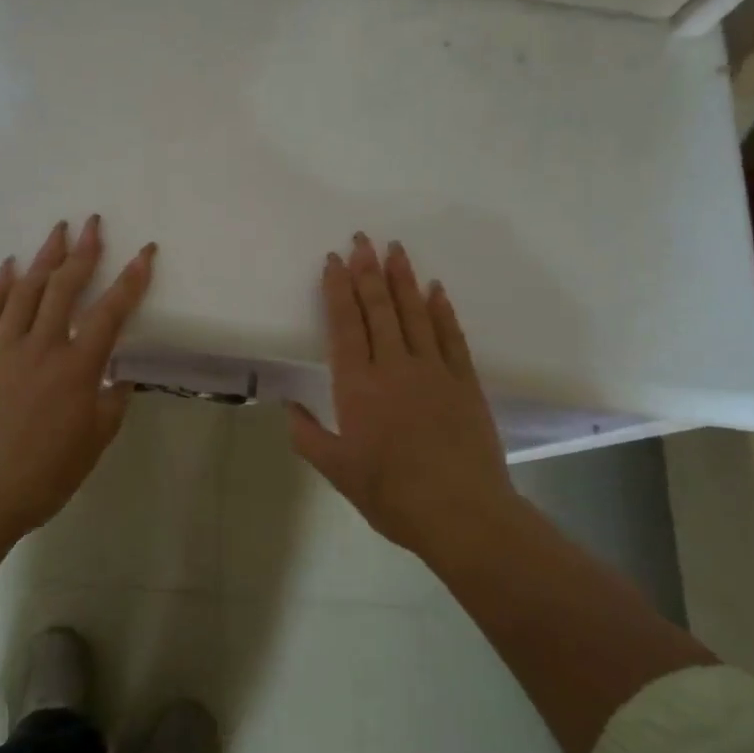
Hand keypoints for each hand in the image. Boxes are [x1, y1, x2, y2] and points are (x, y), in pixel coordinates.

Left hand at [0, 216, 156, 538]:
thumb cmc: (43, 477)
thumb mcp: (93, 445)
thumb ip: (111, 406)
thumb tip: (119, 379)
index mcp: (77, 369)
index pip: (110, 313)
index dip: (131, 280)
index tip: (144, 251)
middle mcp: (41, 348)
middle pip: (65, 288)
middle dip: (83, 252)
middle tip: (93, 223)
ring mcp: (3, 349)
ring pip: (26, 291)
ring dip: (44, 257)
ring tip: (57, 231)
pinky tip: (9, 266)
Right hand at [286, 234, 510, 556]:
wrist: (462, 513)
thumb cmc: (391, 494)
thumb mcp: (337, 471)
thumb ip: (308, 435)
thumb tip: (288, 406)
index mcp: (358, 385)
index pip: (345, 324)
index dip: (338, 289)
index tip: (335, 260)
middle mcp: (393, 366)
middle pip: (379, 308)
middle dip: (368, 270)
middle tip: (362, 239)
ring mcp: (433, 370)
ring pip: (414, 313)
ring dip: (403, 279)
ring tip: (395, 249)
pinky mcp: (464, 381)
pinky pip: (450, 336)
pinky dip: (441, 310)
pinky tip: (435, 289)